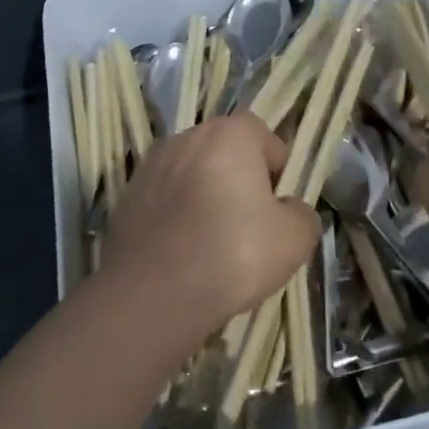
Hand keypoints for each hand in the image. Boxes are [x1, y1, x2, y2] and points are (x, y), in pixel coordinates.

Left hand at [100, 116, 320, 340]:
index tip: (278, 206)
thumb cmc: (233, 254)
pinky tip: (183, 251)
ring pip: (192, 174)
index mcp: (228, 134)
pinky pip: (165, 198)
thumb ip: (302, 214)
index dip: (277, 169)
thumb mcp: (295, 239)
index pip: (264, 136)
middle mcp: (185, 137)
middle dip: (239, 179)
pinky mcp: (126, 196)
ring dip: (205, 195)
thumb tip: (289, 211)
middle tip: (250, 224)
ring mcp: (150, 165)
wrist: (154, 294)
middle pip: (224, 151)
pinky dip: (176, 214)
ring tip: (213, 241)